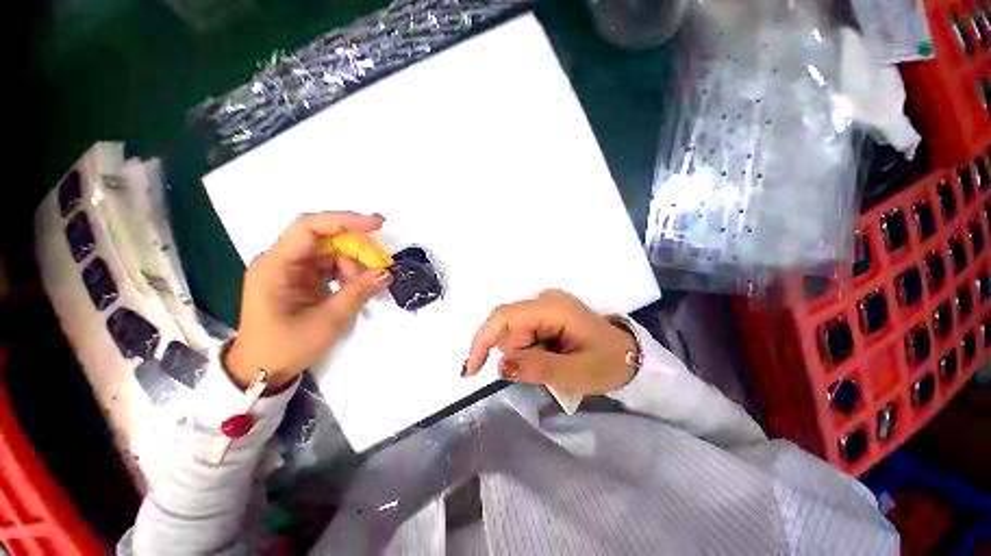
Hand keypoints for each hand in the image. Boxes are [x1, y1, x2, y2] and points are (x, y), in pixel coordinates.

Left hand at [225, 212, 392, 389]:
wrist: (262, 371)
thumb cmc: (286, 347)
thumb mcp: (328, 321)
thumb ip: (358, 292)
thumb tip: (386, 273)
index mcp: (275, 266)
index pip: (309, 228)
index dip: (345, 221)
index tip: (377, 224)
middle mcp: (281, 260)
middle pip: (324, 238)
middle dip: (357, 247)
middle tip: (382, 262)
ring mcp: (291, 269)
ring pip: (331, 252)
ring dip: (355, 263)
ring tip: (370, 282)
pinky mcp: (301, 279)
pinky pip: (331, 265)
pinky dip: (349, 273)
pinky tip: (359, 285)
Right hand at [463, 290, 637, 395]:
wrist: (628, 355)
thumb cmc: (606, 363)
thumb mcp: (574, 373)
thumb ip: (537, 368)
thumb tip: (499, 365)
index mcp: (552, 307)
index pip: (504, 317)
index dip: (482, 341)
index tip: (471, 371)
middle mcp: (544, 299)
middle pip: (508, 326)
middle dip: (517, 353)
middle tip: (546, 367)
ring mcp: (545, 304)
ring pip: (514, 331)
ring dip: (524, 352)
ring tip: (552, 360)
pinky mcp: (545, 312)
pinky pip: (523, 331)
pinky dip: (529, 348)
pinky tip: (549, 354)